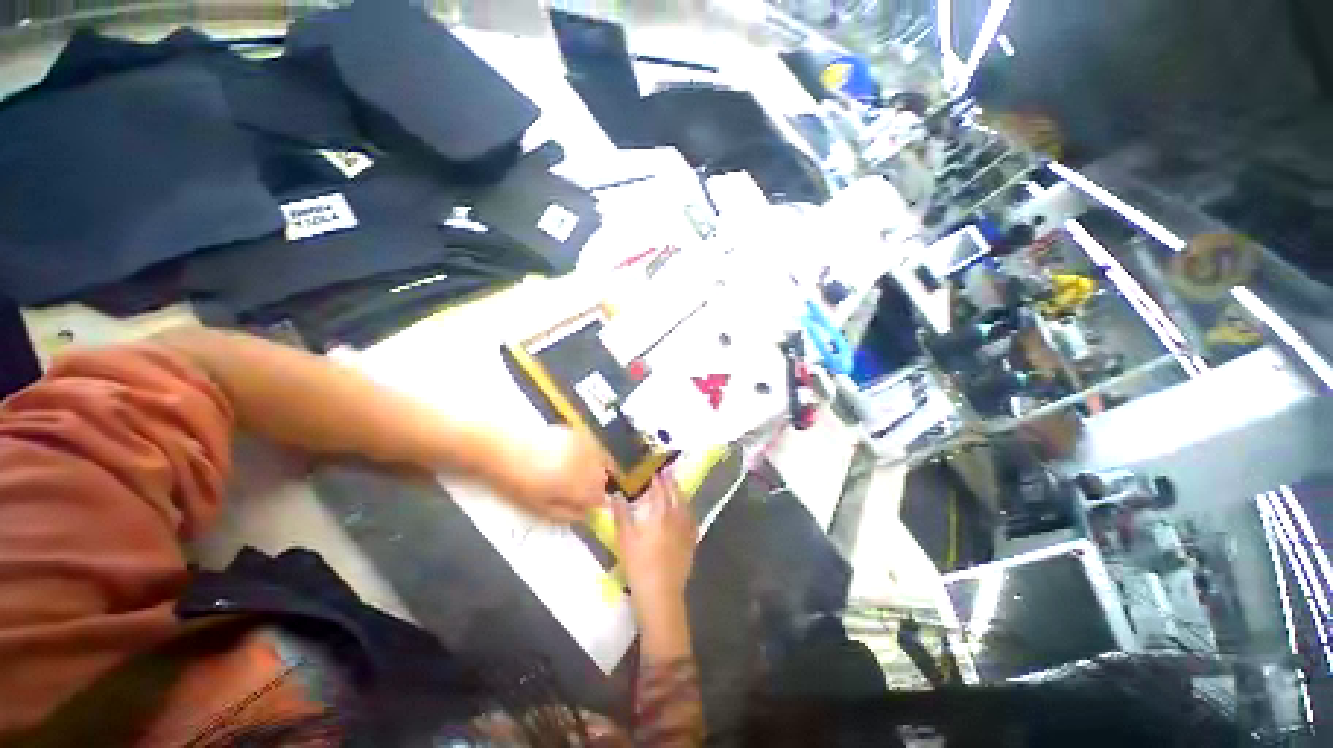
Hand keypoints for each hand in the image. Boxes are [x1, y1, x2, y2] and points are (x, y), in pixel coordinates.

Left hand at [490, 425, 608, 522]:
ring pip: (600, 461)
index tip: (588, 507)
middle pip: (601, 479)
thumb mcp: (538, 507)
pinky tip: (579, 459)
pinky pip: (593, 446)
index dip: (595, 505)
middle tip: (583, 494)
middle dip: (596, 488)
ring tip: (580, 477)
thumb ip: (565, 513)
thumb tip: (583, 515)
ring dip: (596, 471)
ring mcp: (580, 446)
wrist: (500, 447)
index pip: (598, 498)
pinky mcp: (575, 433)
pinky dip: (591, 455)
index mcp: (574, 485)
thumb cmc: (515, 481)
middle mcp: (583, 464)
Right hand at [612, 474, 697, 617]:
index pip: (661, 490)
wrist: (661, 594)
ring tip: (675, 488)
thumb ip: (621, 513)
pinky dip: (687, 510)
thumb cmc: (639, 564)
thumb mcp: (625, 538)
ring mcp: (687, 531)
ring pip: (686, 505)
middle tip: (666, 474)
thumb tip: (616, 493)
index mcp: (662, 514)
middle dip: (671, 482)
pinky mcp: (691, 543)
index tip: (654, 470)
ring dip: (680, 494)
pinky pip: (692, 519)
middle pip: (677, 494)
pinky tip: (685, 513)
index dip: (658, 479)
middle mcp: (678, 518)